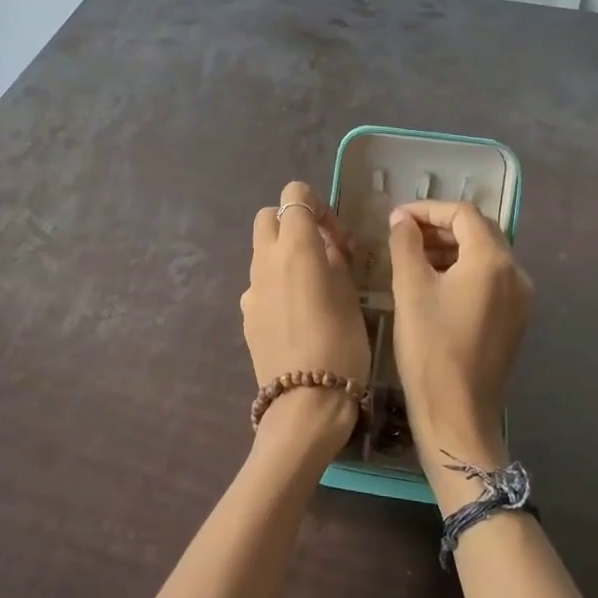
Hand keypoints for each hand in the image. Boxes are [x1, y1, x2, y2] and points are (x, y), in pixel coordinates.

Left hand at [241, 181, 370, 454]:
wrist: (305, 401)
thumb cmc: (341, 344)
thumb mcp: (350, 295)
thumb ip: (335, 260)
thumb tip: (328, 247)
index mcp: (295, 247)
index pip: (294, 196)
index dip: (317, 206)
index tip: (336, 237)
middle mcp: (265, 260)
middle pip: (268, 217)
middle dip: (293, 224)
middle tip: (322, 252)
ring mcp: (250, 288)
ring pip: (262, 251)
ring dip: (284, 254)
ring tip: (314, 285)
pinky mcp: (246, 314)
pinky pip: (260, 283)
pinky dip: (276, 283)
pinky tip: (297, 314)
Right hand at [386, 201, 533, 474]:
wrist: (457, 413)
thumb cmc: (430, 348)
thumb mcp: (410, 290)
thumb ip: (405, 245)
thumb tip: (402, 219)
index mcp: (493, 261)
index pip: (463, 214)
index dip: (428, 210)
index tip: (396, 218)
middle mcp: (516, 273)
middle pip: (479, 231)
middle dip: (440, 227)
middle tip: (403, 235)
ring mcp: (520, 298)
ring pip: (486, 255)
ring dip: (451, 248)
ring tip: (413, 258)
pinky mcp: (515, 319)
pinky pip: (491, 279)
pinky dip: (464, 270)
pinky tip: (435, 284)